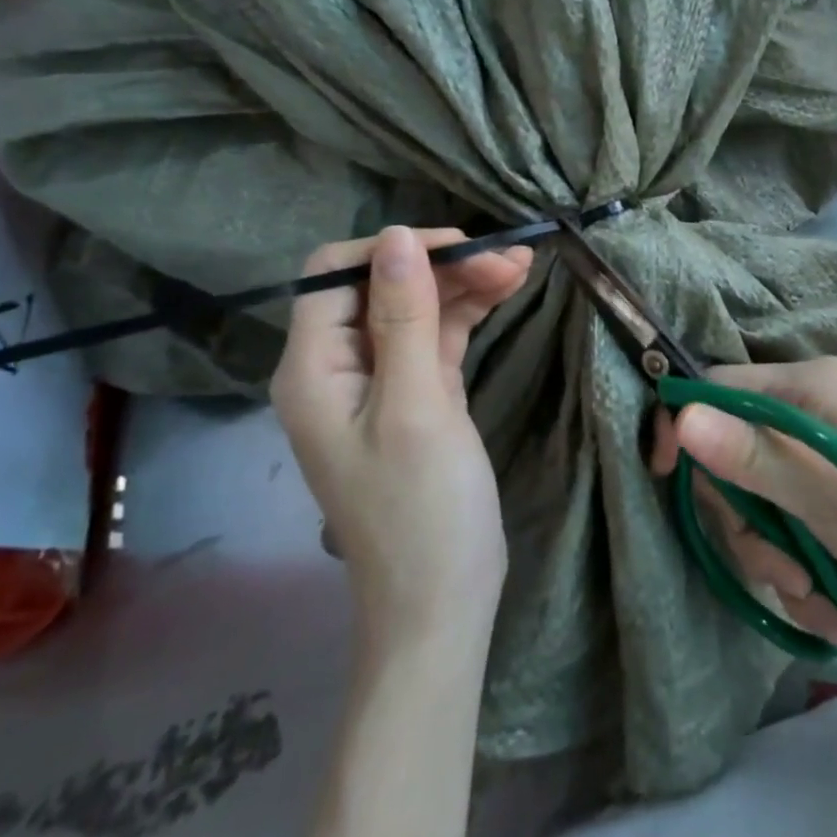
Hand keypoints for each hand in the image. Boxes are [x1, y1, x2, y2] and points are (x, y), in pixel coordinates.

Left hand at [271, 226, 533, 643]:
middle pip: (382, 288)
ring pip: (416, 310)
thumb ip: (404, 318)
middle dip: (442, 267)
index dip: (392, 250)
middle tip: (511, 258)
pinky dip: (468, 314)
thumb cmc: (422, 508)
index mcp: (313, 369)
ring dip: (464, 285)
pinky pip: (436, 338)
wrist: (442, 601)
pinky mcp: (417, 396)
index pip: (335, 275)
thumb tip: (397, 235)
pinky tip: (505, 292)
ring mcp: (380, 383)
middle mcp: (338, 368)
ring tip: (522, 266)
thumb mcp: (416, 406)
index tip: (459, 248)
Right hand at [650, 356, 836, 644]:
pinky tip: (826, 600)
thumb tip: (680, 416)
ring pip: (751, 496)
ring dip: (770, 554)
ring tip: (812, 594)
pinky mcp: (823, 489)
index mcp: (808, 386)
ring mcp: (815, 450)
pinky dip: (792, 563)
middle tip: (777, 569)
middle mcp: (807, 407)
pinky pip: (779, 519)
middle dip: (744, 519)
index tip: (664, 477)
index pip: (716, 386)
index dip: (684, 428)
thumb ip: (753, 457)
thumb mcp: (826, 497)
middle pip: (729, 451)